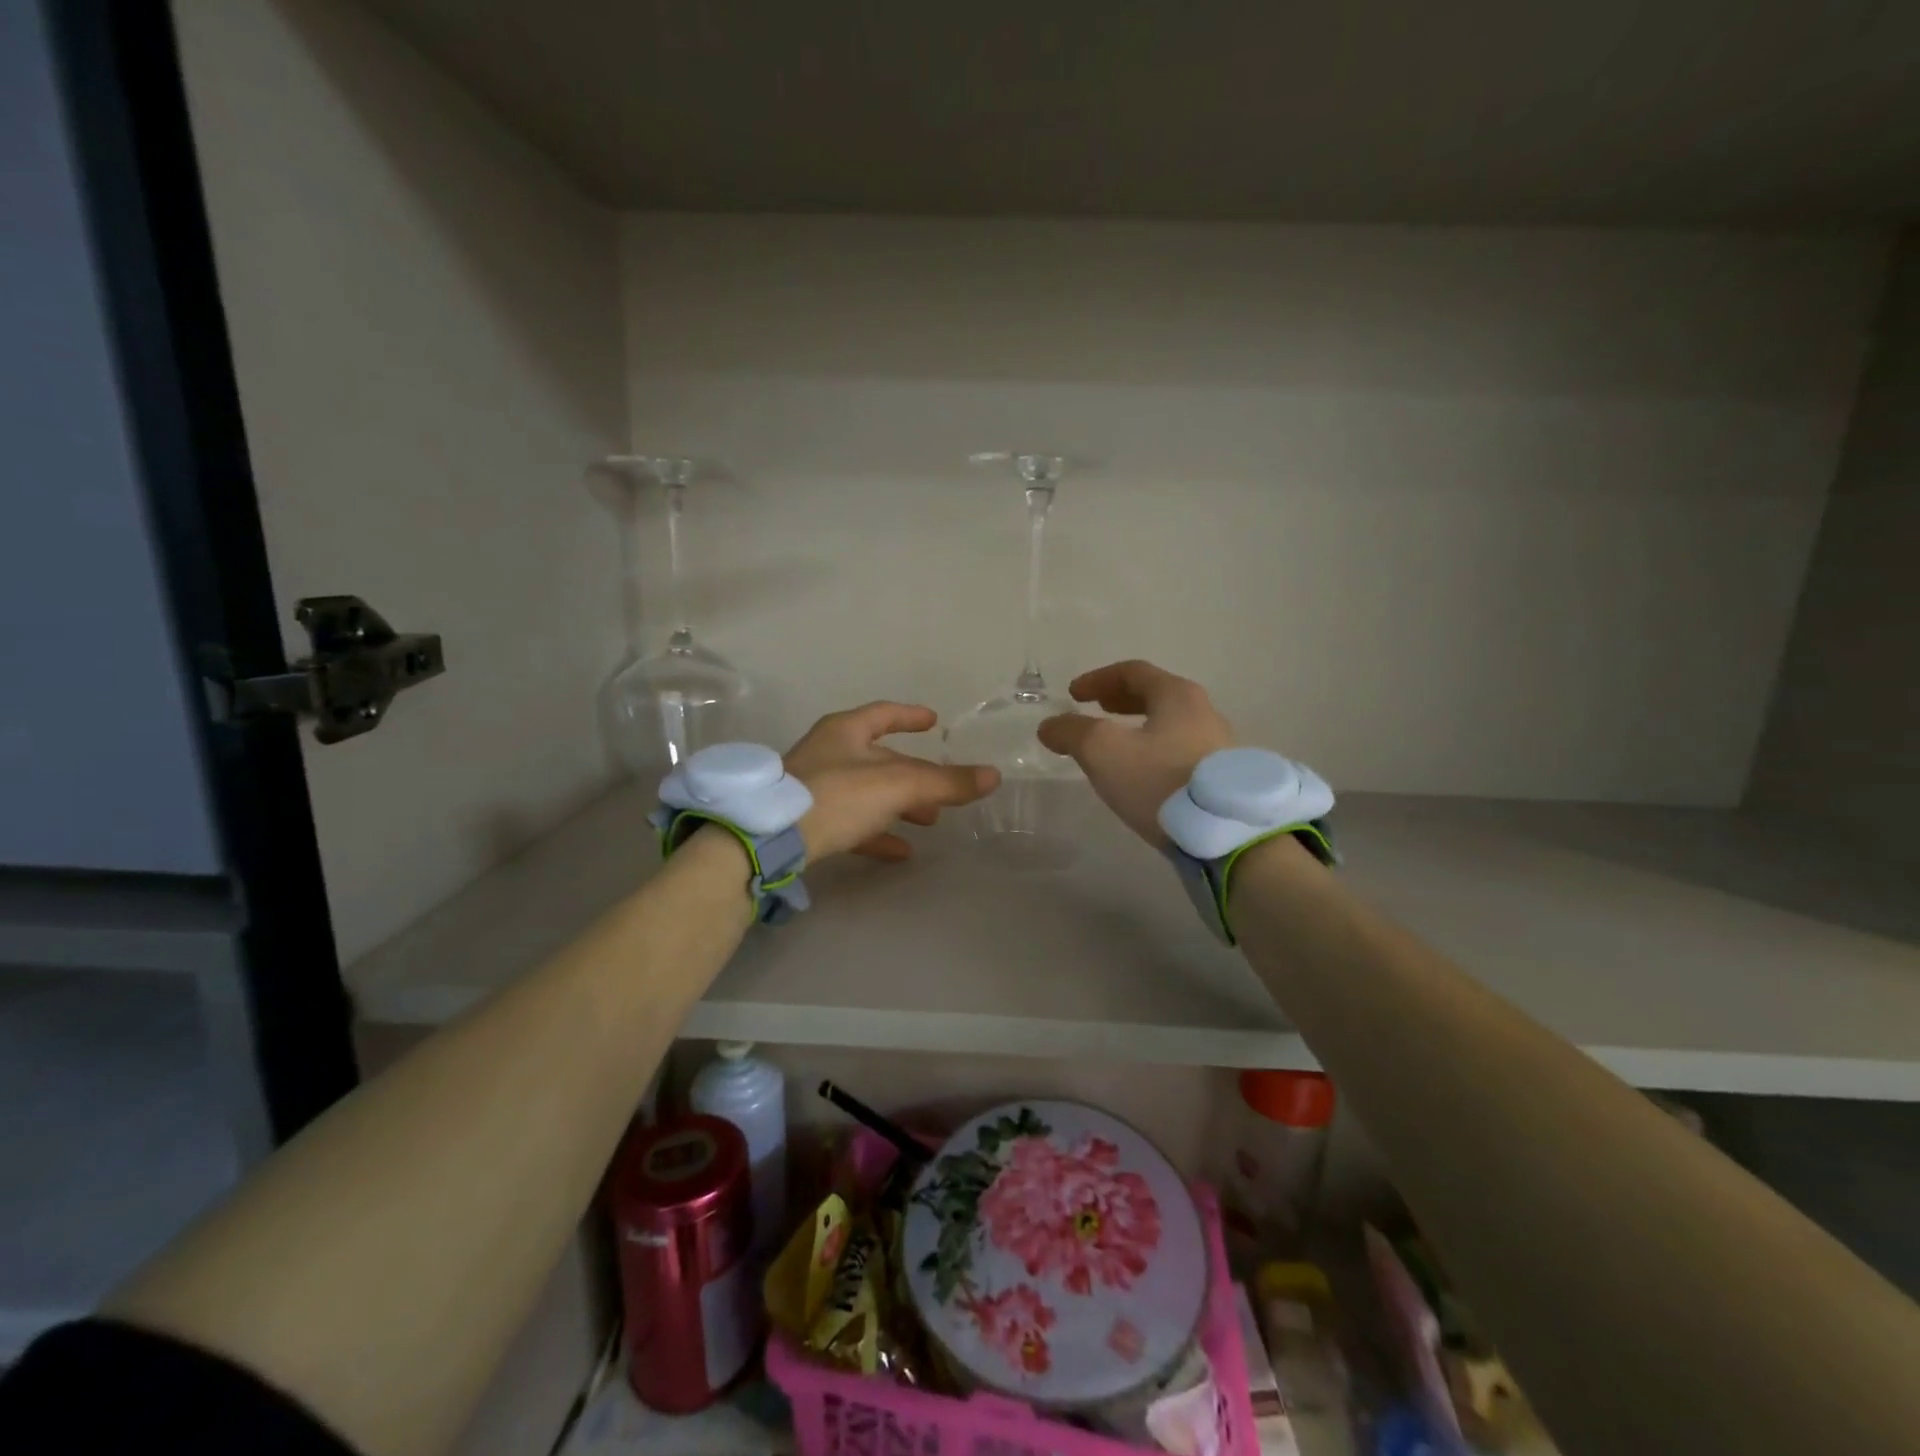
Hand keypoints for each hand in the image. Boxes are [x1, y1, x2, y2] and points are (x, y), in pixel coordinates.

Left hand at [785, 703, 999, 861]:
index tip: (934, 722)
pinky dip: (877, 833)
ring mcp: (814, 788)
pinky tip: (900, 852)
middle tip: (941, 792)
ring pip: (867, 793)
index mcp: (846, 732)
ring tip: (929, 822)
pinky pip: (851, 823)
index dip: (911, 716)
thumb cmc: (836, 796)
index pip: (884, 714)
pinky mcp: (806, 822)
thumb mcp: (898, 786)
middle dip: (913, 775)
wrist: (767, 839)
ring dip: (899, 806)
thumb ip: (945, 782)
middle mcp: (828, 754)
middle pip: (879, 759)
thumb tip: (994, 776)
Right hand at [1037, 660, 1233, 845]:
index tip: (1073, 693)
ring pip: (1169, 724)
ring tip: (1116, 744)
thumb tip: (1049, 726)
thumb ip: (1072, 732)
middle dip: (1120, 700)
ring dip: (1138, 727)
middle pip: (1156, 694)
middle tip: (1095, 709)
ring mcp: (1218, 745)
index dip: (1098, 679)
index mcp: (1176, 695)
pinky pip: (1180, 750)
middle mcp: (1203, 711)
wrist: (1223, 833)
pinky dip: (1154, 750)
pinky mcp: (1221, 777)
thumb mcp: (1103, 751)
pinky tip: (1143, 773)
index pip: (1133, 672)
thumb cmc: (1159, 780)